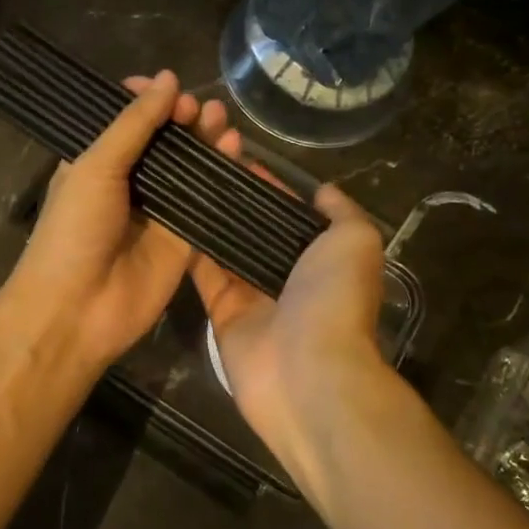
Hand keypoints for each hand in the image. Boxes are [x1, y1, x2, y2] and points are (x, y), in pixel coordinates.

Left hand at [0, 70, 226, 375]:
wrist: (76, 310)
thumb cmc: (73, 230)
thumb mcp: (95, 166)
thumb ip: (134, 124)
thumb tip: (168, 79)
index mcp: (97, 161)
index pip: (127, 119)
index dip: (148, 99)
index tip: (167, 85)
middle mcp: (130, 182)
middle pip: (165, 140)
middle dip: (182, 117)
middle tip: (198, 108)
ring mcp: (160, 211)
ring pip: (191, 167)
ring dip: (207, 140)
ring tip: (221, 120)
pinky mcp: (186, 239)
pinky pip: (209, 201)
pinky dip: (224, 175)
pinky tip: (235, 152)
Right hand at [187, 123, 388, 470]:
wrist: (308, 373)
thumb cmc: (335, 299)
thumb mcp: (357, 241)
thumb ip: (342, 212)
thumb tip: (324, 190)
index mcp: (320, 258)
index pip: (289, 213)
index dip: (268, 186)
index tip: (239, 156)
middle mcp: (287, 275)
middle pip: (255, 230)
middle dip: (234, 201)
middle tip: (203, 166)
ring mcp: (253, 296)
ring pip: (227, 249)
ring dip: (209, 220)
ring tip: (183, 181)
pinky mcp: (222, 314)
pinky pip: (204, 276)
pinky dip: (191, 250)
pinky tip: (172, 215)